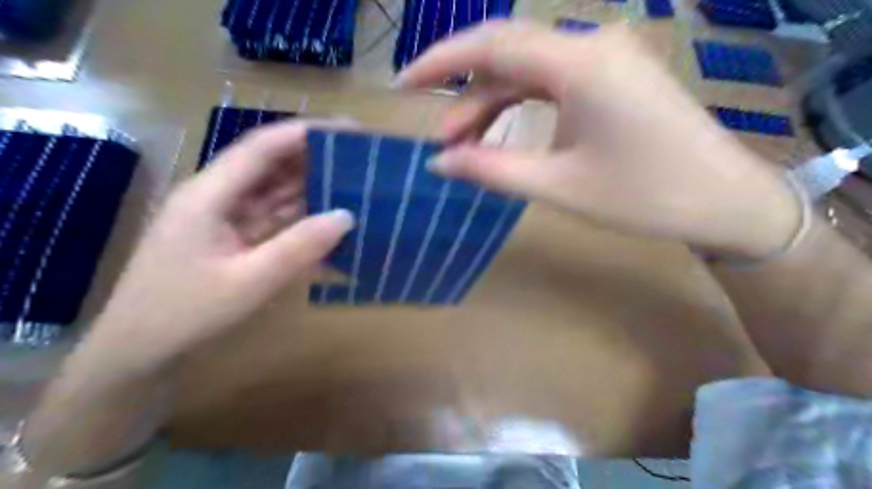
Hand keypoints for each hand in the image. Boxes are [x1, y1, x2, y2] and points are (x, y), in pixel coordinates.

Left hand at [83, 122, 354, 374]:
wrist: (139, 353)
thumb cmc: (185, 314)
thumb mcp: (249, 281)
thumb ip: (299, 247)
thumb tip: (346, 216)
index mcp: (209, 194)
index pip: (261, 148)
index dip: (305, 133)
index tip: (348, 129)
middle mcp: (216, 197)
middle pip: (269, 165)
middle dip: (313, 157)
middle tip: (357, 158)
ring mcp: (224, 218)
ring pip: (273, 191)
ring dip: (309, 186)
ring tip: (351, 183)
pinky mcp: (232, 238)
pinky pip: (272, 218)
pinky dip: (299, 216)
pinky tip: (327, 219)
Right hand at [398, 21, 798, 259]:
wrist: (724, 201)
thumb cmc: (642, 196)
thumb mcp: (557, 185)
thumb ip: (491, 169)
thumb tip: (439, 163)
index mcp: (580, 63)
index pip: (491, 44)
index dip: (440, 61)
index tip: (403, 84)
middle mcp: (593, 44)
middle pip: (508, 54)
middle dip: (466, 94)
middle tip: (442, 141)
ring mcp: (607, 57)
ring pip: (529, 69)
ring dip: (493, 103)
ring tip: (467, 145)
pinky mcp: (614, 75)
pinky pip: (552, 80)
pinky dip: (521, 105)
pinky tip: (505, 132)